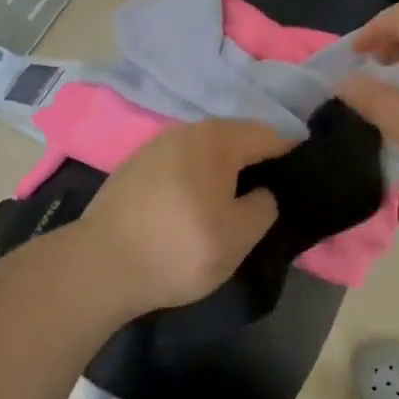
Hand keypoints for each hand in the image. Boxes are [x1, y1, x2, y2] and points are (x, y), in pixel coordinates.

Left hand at [82, 119, 294, 316]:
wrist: (99, 267)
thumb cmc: (181, 247)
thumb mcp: (240, 235)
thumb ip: (264, 206)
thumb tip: (261, 193)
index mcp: (217, 139)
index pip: (269, 136)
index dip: (290, 157)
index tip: (299, 183)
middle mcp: (186, 131)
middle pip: (235, 140)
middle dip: (254, 164)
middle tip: (266, 199)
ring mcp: (155, 147)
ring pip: (204, 153)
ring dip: (222, 173)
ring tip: (229, 206)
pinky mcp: (133, 169)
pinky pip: (179, 166)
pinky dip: (194, 181)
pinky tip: (191, 210)